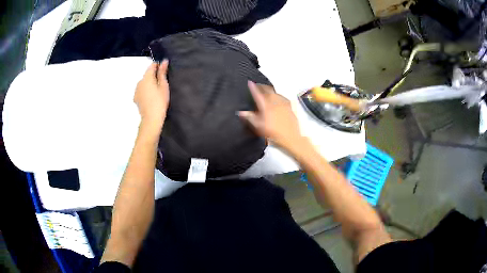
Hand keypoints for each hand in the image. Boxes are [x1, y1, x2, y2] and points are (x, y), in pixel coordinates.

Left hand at [134, 60, 169, 128]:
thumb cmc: (160, 101)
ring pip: (144, 82)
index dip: (159, 67)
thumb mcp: (164, 85)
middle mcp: (140, 82)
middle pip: (147, 74)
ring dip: (149, 84)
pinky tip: (151, 98)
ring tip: (157, 92)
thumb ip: (162, 72)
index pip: (152, 66)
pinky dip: (146, 91)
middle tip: (162, 84)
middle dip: (154, 76)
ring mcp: (136, 90)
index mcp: (147, 77)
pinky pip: (141, 90)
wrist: (151, 118)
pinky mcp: (136, 98)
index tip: (164, 72)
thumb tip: (164, 61)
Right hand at [239, 81, 305, 150]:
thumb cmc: (274, 133)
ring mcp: (283, 103)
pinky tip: (278, 98)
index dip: (253, 87)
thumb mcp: (259, 126)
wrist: (290, 137)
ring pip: (275, 92)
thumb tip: (241, 112)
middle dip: (262, 87)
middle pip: (267, 90)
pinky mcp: (290, 106)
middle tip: (258, 86)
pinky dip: (278, 95)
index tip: (250, 82)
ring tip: (267, 91)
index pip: (257, 93)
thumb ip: (250, 117)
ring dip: (270, 90)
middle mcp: (275, 101)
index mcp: (265, 105)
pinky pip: (283, 97)